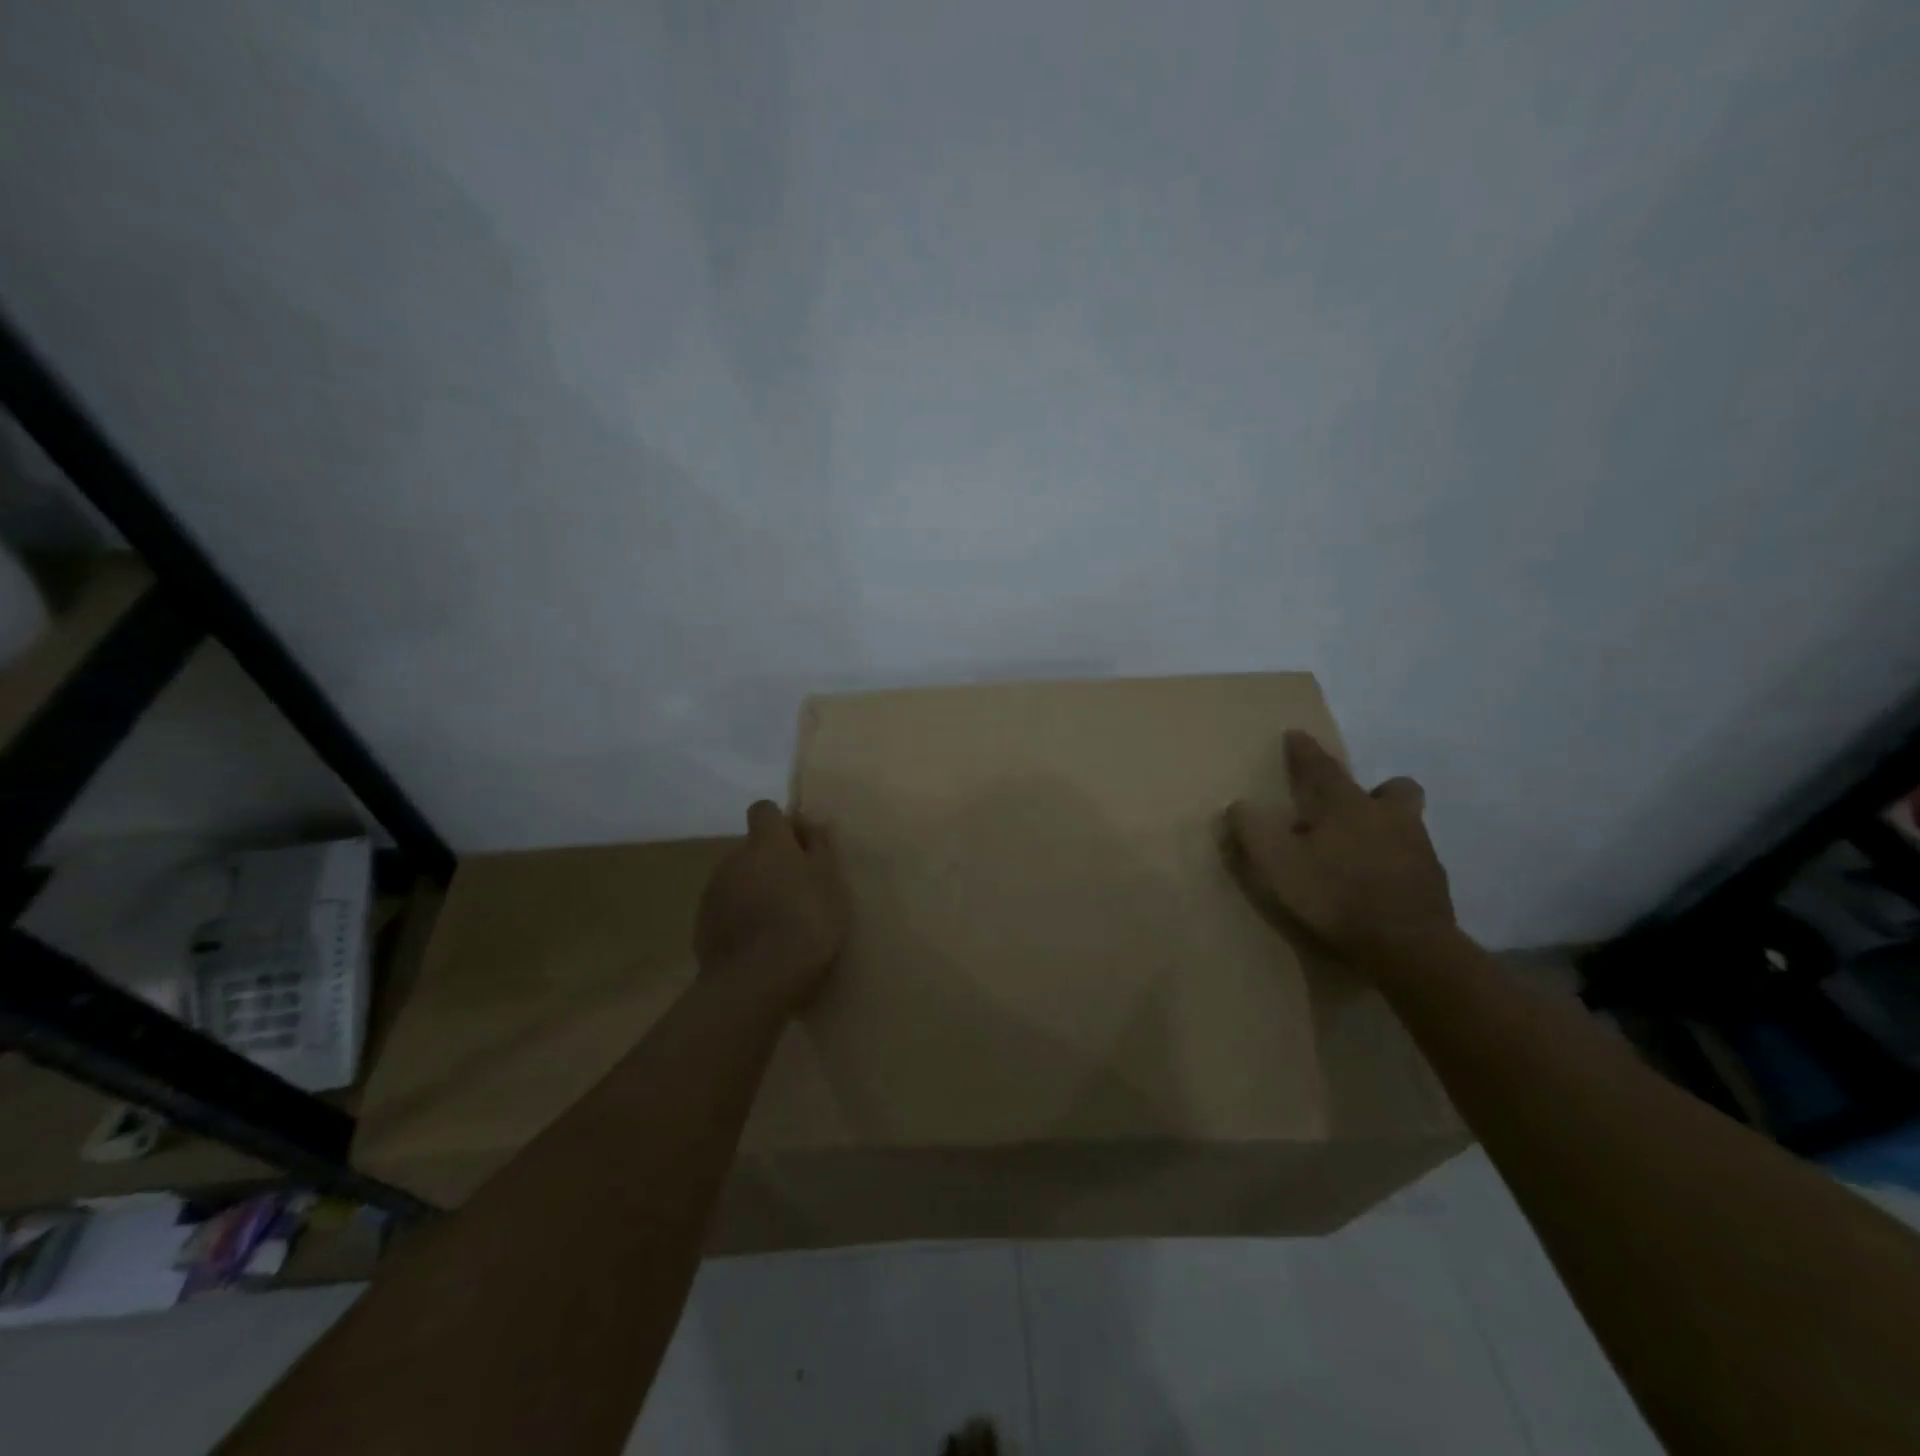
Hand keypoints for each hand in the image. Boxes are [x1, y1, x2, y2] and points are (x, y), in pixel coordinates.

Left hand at [695, 801, 847, 1009]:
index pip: (764, 810)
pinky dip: (739, 919)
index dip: (782, 825)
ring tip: (778, 924)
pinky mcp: (701, 925)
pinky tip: (759, 945)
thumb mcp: (830, 881)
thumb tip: (809, 822)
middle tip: (796, 892)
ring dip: (754, 891)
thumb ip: (819, 847)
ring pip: (737, 881)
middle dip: (770, 863)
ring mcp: (712, 892)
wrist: (758, 979)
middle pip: (752, 850)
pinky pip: (725, 911)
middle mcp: (733, 858)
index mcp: (766, 842)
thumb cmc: (807, 921)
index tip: (800, 847)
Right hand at [1223, 730, 1455, 962]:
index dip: (1304, 751)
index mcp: (1346, 806)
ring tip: (1361, 853)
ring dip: (1386, 829)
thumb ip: (1251, 830)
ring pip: (1407, 824)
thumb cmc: (1334, 895)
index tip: (1295, 735)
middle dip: (1375, 790)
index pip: (1321, 767)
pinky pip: (1413, 862)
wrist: (1407, 947)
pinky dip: (1395, 866)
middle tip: (1353, 807)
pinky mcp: (1433, 884)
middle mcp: (1388, 817)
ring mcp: (1418, 850)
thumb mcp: (1276, 863)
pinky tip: (1378, 886)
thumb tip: (1237, 805)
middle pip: (1393, 789)